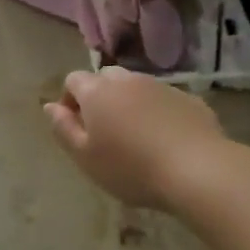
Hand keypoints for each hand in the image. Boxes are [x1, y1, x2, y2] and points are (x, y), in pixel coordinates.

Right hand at [44, 68, 225, 210]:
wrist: (199, 170)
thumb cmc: (131, 167)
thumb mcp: (85, 157)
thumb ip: (63, 128)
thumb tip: (50, 106)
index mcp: (97, 91)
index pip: (73, 80)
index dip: (69, 100)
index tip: (76, 128)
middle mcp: (127, 80)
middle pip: (105, 79)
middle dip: (100, 97)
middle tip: (105, 131)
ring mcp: (161, 86)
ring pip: (136, 88)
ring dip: (130, 104)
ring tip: (136, 137)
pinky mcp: (189, 99)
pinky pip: (164, 100)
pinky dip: (158, 113)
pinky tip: (166, 141)